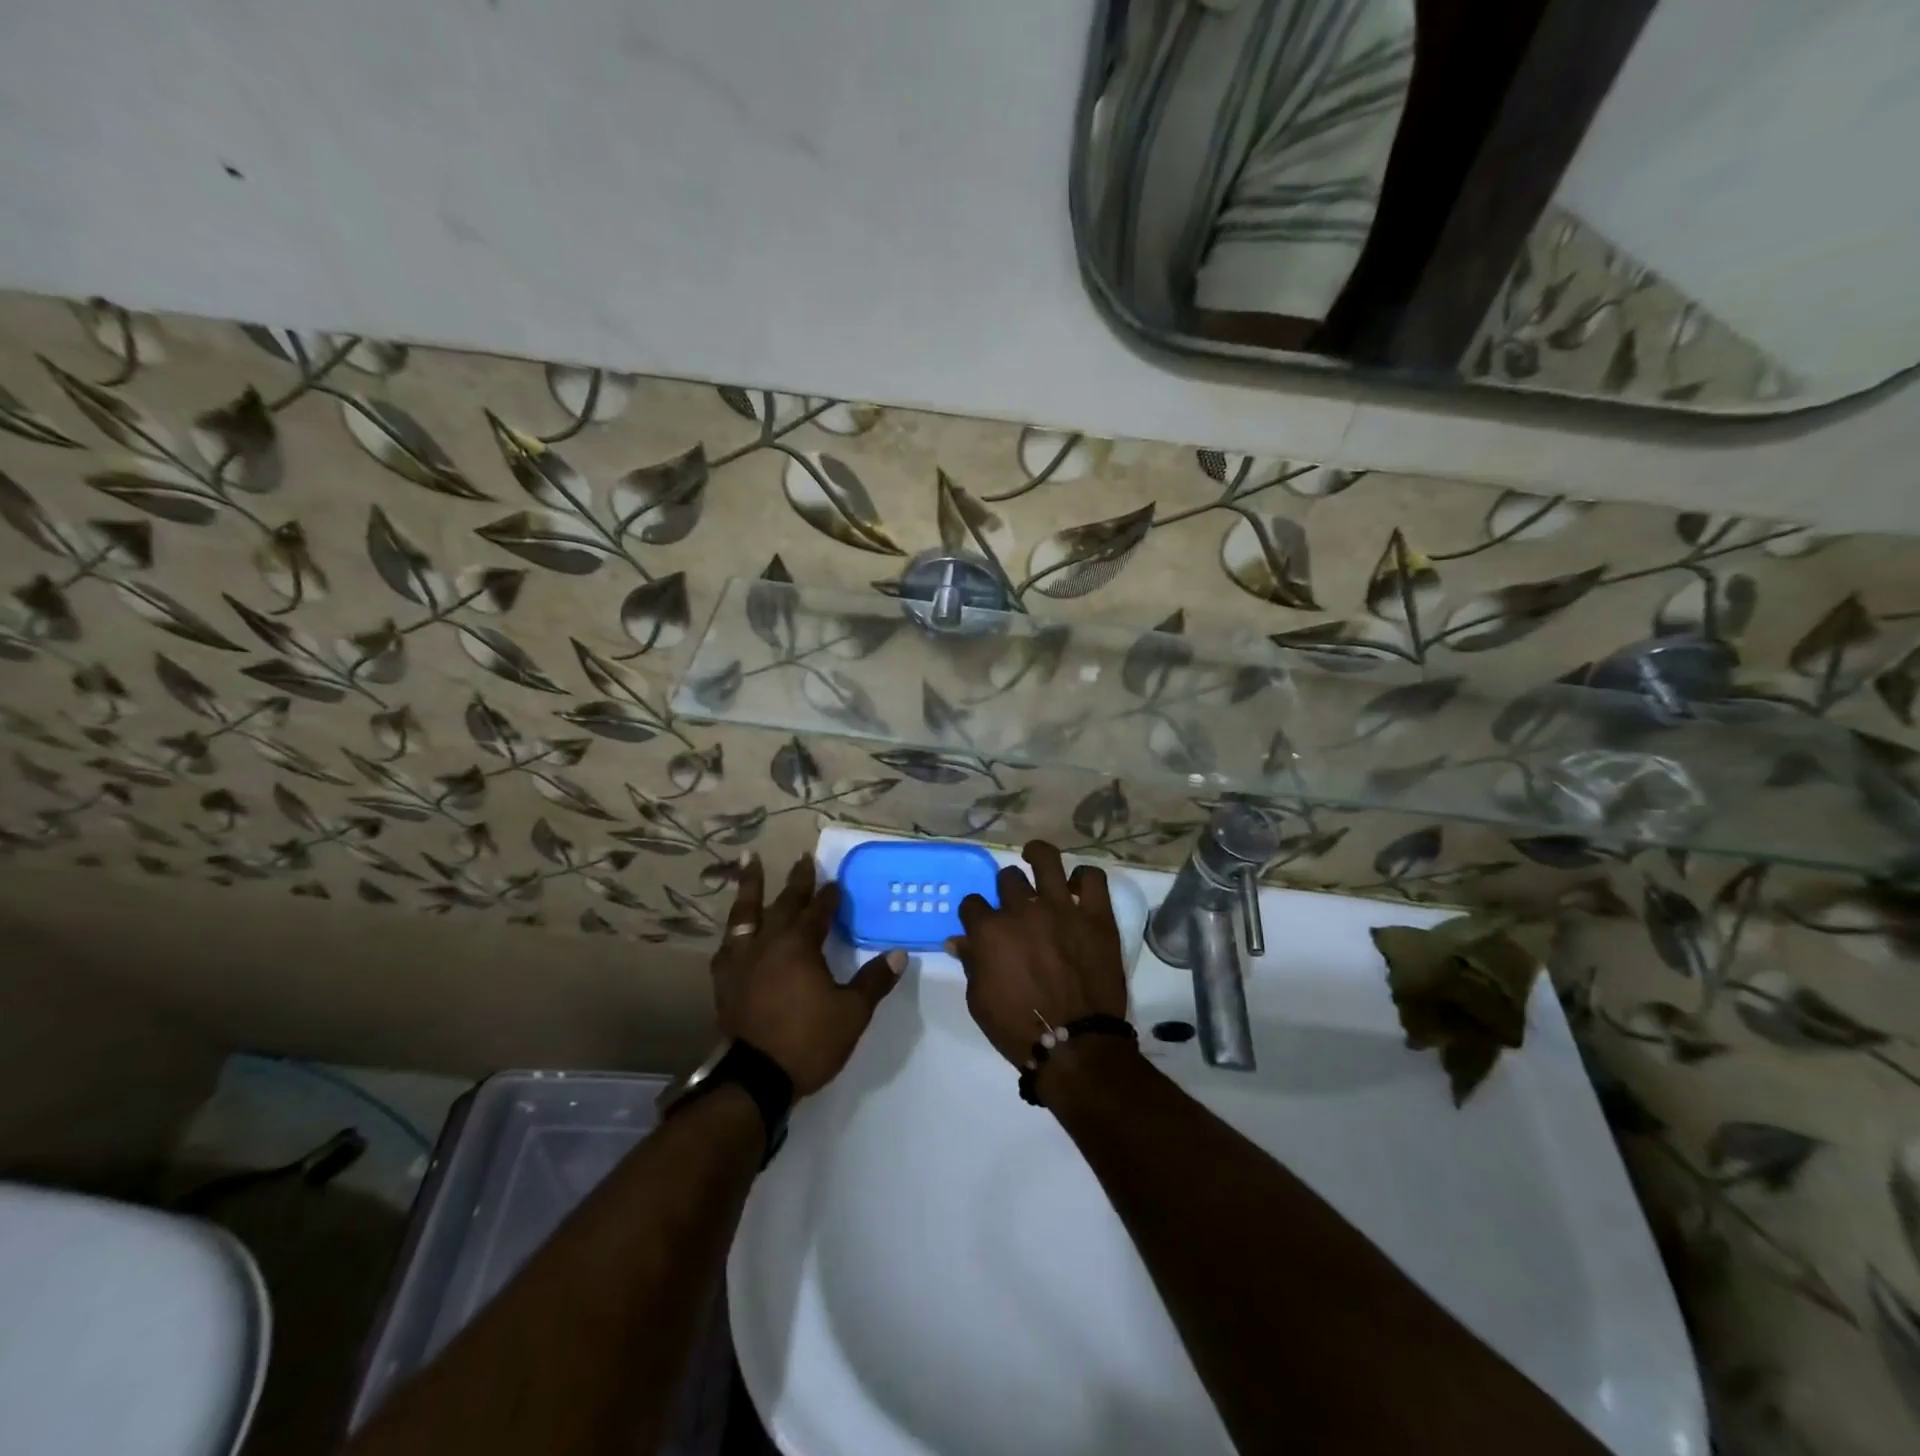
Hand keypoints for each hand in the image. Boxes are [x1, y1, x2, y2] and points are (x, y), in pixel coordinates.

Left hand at [712, 854, 903, 1095]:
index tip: (836, 883)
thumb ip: (874, 980)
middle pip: (785, 903)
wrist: (754, 1079)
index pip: (818, 912)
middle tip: (803, 858)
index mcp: (800, 946)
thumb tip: (899, 954)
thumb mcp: (852, 1013)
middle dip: (797, 881)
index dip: (829, 897)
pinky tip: (734, 929)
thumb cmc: (808, 1041)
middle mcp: (769, 943)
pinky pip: (728, 944)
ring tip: (750, 860)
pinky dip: (733, 931)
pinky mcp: (725, 980)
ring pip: (746, 913)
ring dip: (751, 887)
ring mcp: (742, 960)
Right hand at [949, 841, 1127, 1068]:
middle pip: (1007, 879)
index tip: (980, 923)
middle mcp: (1023, 911)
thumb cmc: (1019, 1028)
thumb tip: (958, 940)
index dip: (974, 913)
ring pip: (1046, 861)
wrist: (1076, 1046)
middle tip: (1014, 906)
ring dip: (1037, 856)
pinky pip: (1092, 878)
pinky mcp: (1096, 916)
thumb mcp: (979, 1001)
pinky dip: (1084, 877)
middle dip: (1006, 891)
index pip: (972, 904)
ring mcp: (1062, 909)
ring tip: (1035, 857)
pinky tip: (1077, 886)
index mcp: (990, 932)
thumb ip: (970, 963)